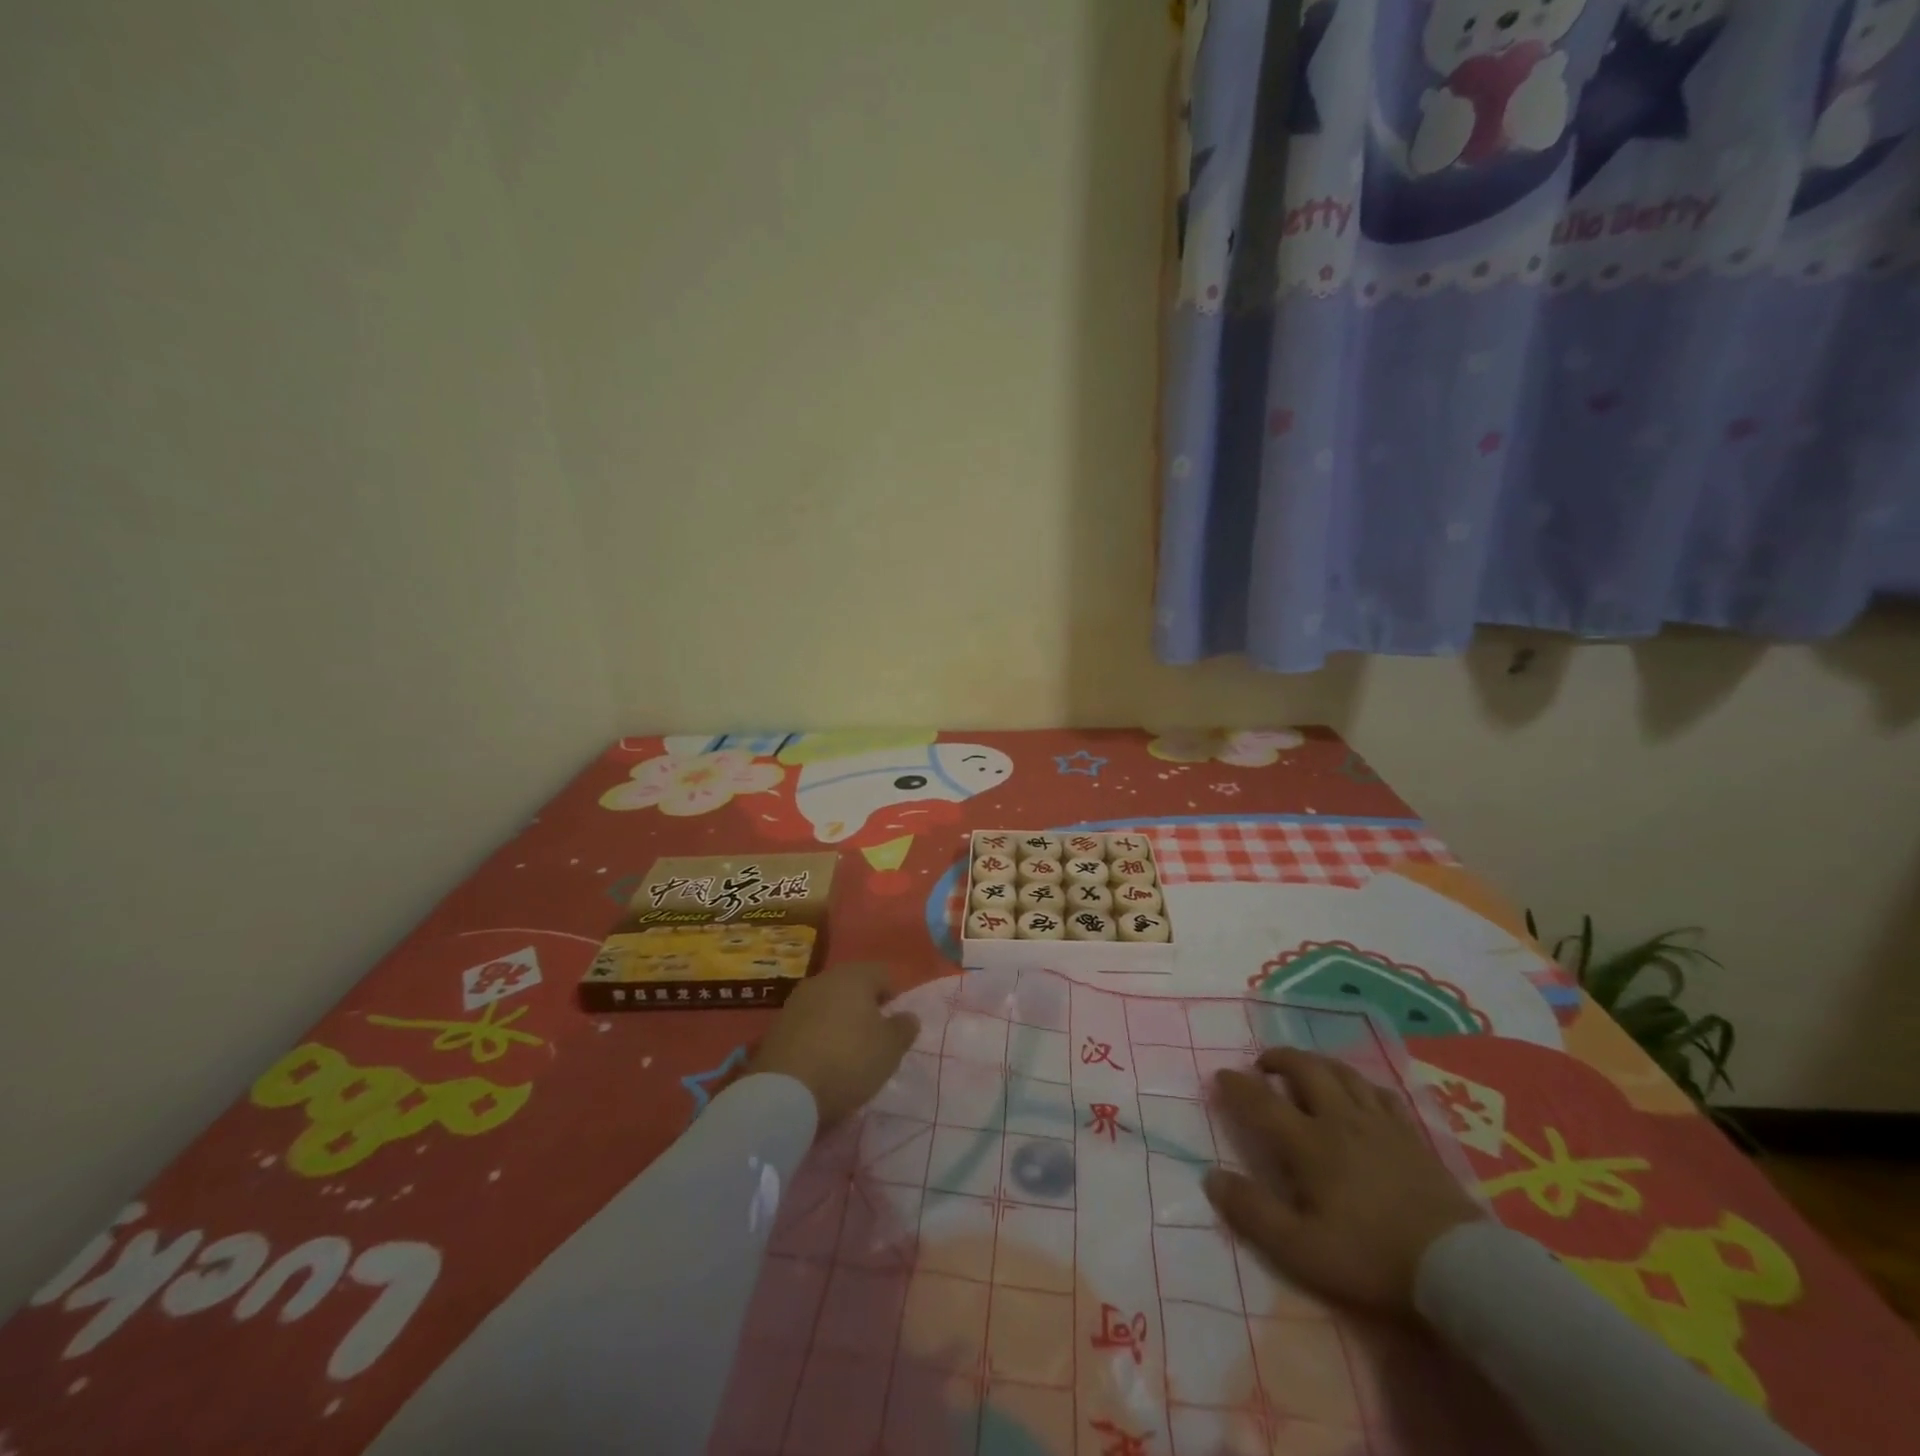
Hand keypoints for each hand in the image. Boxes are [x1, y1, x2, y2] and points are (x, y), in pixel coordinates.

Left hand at [750, 962, 919, 1127]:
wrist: (785, 1092)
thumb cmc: (848, 1061)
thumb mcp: (890, 1049)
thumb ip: (904, 1028)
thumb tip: (908, 1016)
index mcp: (853, 976)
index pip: (882, 973)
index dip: (893, 995)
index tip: (895, 1024)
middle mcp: (823, 979)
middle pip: (852, 985)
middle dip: (865, 1006)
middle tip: (874, 1037)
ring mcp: (796, 1001)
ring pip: (827, 1003)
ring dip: (839, 1020)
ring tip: (847, 1051)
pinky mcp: (776, 1026)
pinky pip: (807, 1023)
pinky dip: (817, 1035)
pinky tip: (821, 1061)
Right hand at [1203, 1048, 1483, 1315]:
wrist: (1460, 1270)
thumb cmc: (1372, 1259)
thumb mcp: (1301, 1249)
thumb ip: (1253, 1212)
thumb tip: (1211, 1176)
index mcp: (1308, 1143)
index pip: (1262, 1101)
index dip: (1237, 1085)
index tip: (1220, 1075)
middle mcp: (1340, 1120)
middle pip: (1306, 1069)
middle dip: (1279, 1058)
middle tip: (1263, 1064)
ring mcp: (1380, 1125)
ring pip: (1343, 1073)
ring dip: (1316, 1062)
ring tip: (1305, 1069)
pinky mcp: (1412, 1137)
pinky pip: (1380, 1093)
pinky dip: (1360, 1084)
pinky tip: (1359, 1093)